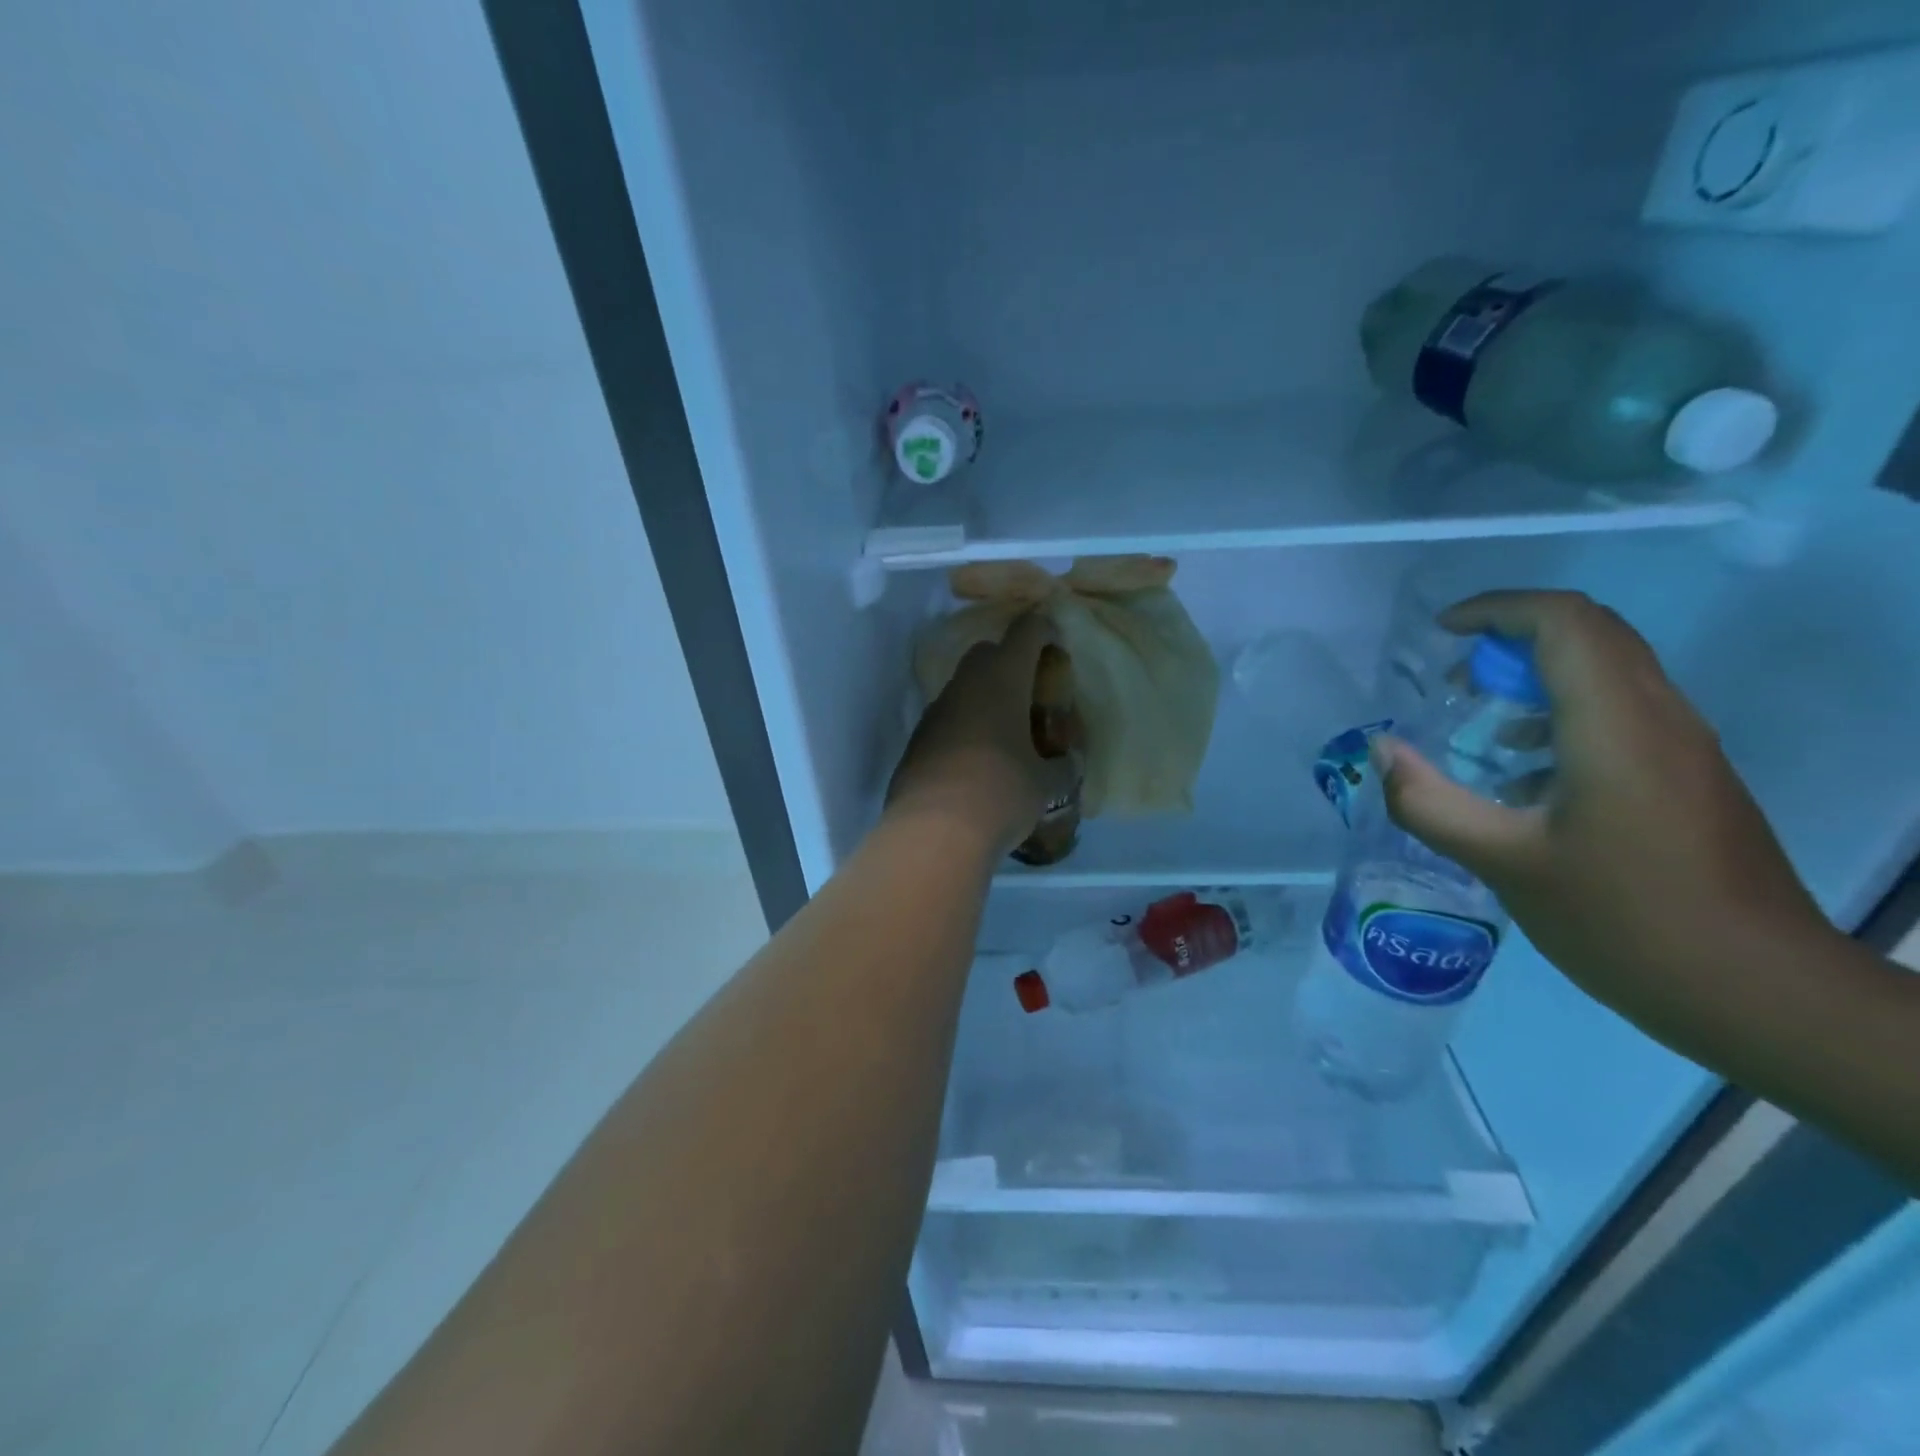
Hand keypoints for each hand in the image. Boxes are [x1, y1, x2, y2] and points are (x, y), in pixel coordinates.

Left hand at [885, 613, 1080, 860]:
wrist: (933, 831)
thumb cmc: (1001, 793)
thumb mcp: (1045, 784)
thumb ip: (1061, 767)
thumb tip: (1066, 764)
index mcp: (1002, 680)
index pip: (1025, 633)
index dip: (1042, 630)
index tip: (1053, 641)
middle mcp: (964, 686)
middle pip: (987, 654)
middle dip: (1009, 662)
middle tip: (1031, 691)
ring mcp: (935, 712)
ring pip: (963, 688)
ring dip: (983, 697)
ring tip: (1005, 730)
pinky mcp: (916, 741)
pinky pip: (946, 720)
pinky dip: (963, 727)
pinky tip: (975, 758)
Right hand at [1377, 590, 1833, 1016]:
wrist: (1759, 991)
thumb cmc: (1623, 920)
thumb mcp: (1502, 862)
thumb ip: (1428, 801)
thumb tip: (1381, 750)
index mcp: (1615, 725)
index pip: (1564, 622)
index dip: (1497, 610)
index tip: (1441, 634)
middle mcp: (1659, 717)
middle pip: (1591, 633)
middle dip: (1513, 637)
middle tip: (1455, 679)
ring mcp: (1682, 747)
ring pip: (1610, 671)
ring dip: (1539, 675)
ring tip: (1481, 723)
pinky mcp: (1688, 776)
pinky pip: (1621, 712)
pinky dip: (1563, 713)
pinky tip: (1523, 775)